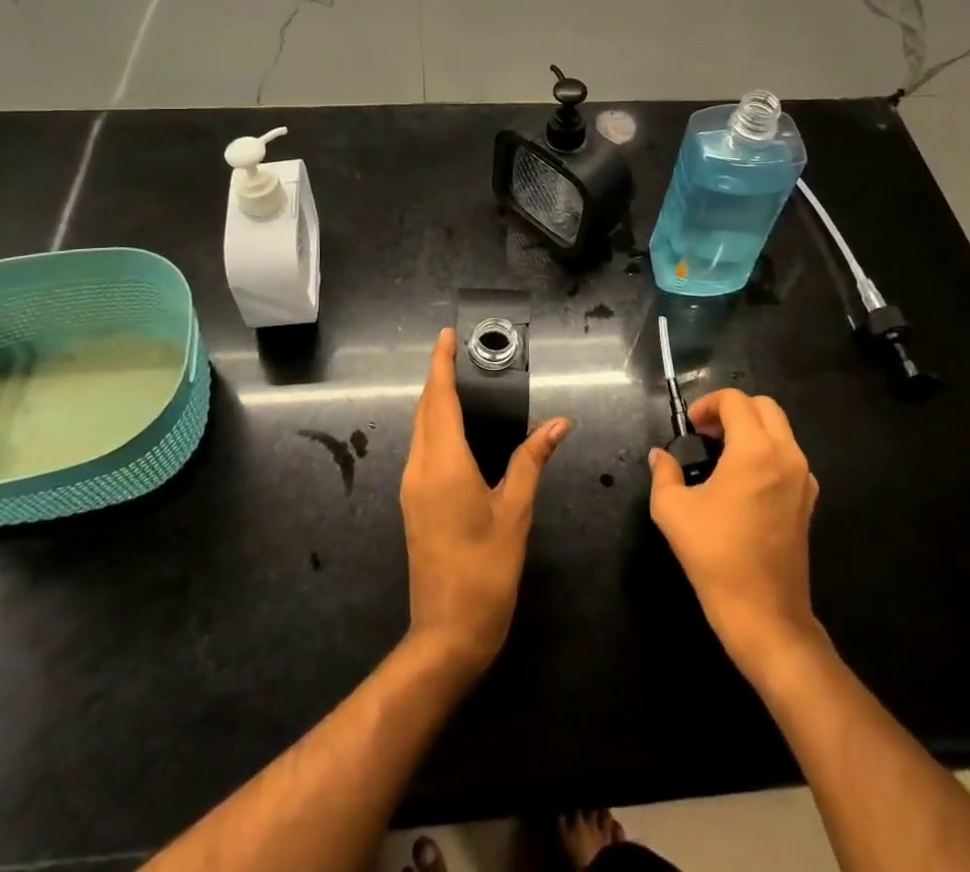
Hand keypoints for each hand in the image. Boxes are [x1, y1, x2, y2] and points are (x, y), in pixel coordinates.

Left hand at [401, 328, 569, 673]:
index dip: (441, 364)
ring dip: (435, 400)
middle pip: (425, 409)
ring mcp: (411, 487)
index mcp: (443, 464)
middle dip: (438, 377)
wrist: (446, 634)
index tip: (445, 335)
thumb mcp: (515, 513)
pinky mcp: (412, 502)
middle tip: (458, 352)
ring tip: (460, 380)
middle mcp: (419, 468)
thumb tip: (558, 423)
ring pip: (420, 428)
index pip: (439, 399)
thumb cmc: (486, 572)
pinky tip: (455, 427)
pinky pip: (421, 448)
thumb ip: (532, 461)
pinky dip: (434, 424)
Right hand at [648, 388, 823, 679]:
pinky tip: (742, 482)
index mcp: (755, 450)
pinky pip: (789, 457)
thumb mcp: (673, 511)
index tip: (689, 427)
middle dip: (733, 411)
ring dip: (751, 430)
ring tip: (721, 456)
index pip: (734, 401)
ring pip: (780, 430)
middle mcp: (786, 455)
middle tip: (706, 434)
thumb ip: (664, 473)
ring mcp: (803, 479)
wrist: (764, 614)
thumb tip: (660, 456)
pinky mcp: (808, 501)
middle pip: (764, 407)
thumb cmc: (716, 556)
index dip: (707, 404)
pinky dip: (766, 452)